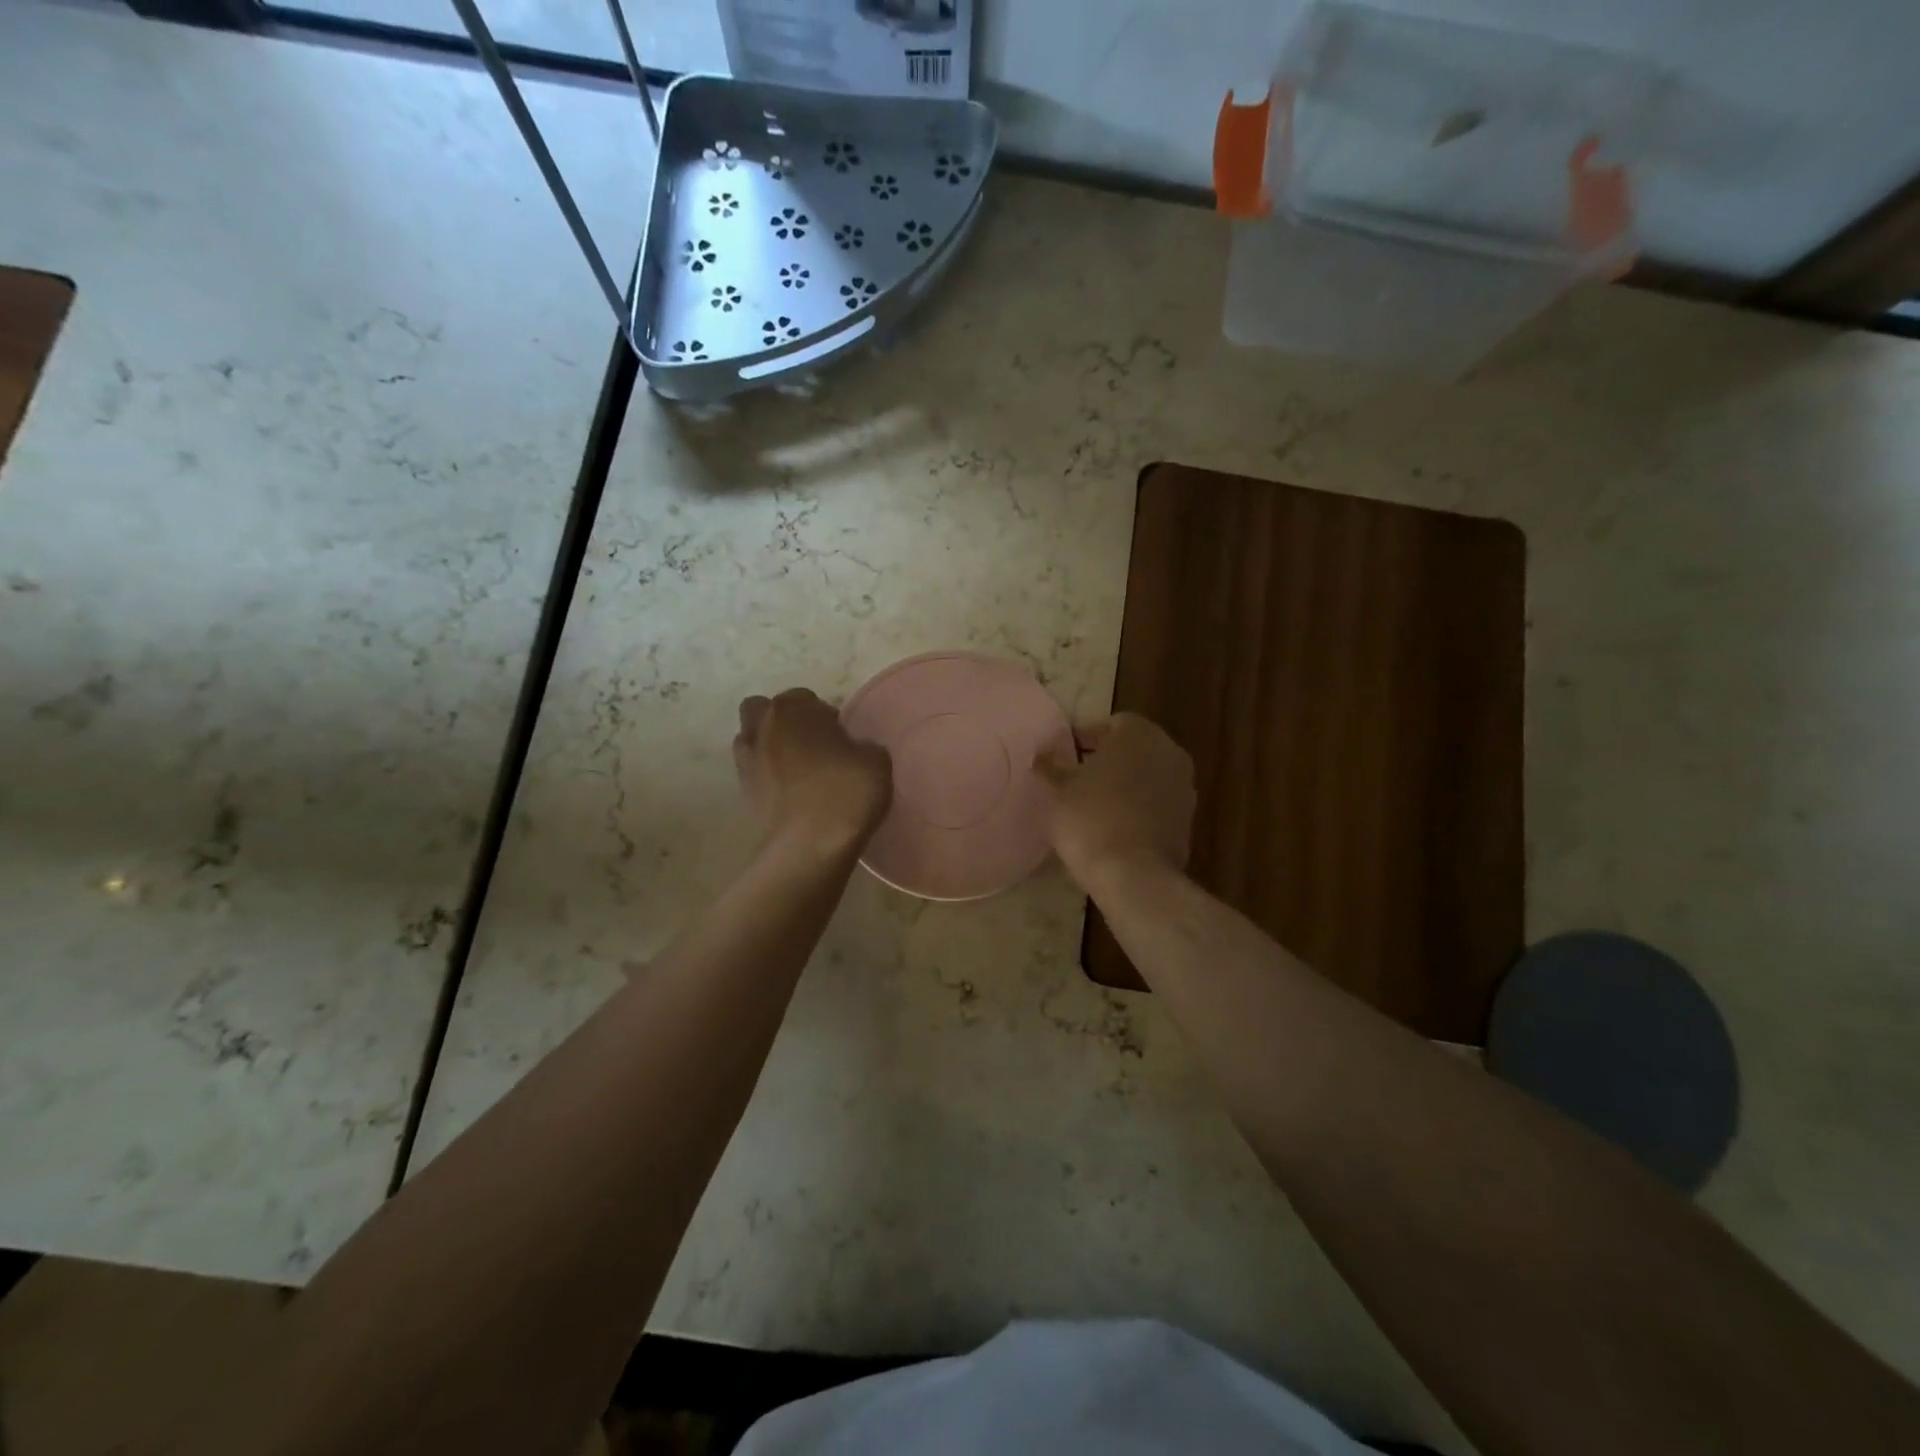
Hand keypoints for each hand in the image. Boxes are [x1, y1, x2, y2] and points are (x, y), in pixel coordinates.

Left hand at [734, 688, 891, 853]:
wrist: (810, 846)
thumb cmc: (846, 791)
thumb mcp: (876, 760)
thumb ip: (862, 745)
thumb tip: (854, 750)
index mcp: (792, 709)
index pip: (805, 698)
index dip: (824, 715)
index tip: (841, 737)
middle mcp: (761, 728)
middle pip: (764, 711)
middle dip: (784, 722)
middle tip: (813, 745)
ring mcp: (746, 762)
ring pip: (753, 741)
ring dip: (771, 748)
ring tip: (799, 770)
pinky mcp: (743, 794)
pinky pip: (755, 774)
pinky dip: (768, 778)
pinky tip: (793, 794)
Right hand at [1035, 713, 1194, 886]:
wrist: (1133, 874)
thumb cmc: (1090, 818)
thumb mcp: (1059, 790)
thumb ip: (1052, 767)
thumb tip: (1041, 755)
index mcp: (1138, 733)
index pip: (1110, 724)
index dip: (1084, 737)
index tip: (1064, 754)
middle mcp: (1168, 750)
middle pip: (1132, 748)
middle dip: (1106, 759)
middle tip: (1076, 776)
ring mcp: (1184, 785)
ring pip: (1147, 774)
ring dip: (1124, 782)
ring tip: (1093, 802)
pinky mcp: (1187, 818)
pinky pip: (1156, 802)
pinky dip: (1138, 806)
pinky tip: (1114, 823)